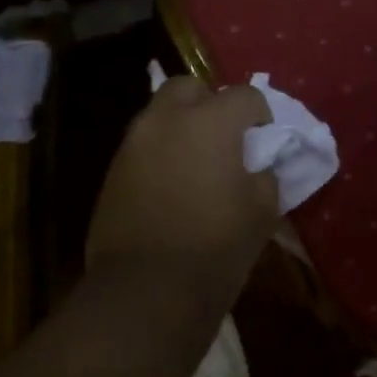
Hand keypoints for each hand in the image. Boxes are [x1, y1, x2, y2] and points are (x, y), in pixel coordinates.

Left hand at [86, 75, 279, 298]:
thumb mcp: (262, 211)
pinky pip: (142, 145)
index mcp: (210, 122)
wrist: (146, 290)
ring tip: (195, 163)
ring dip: (180, 127)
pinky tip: (170, 186)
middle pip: (189, 87)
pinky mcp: (112, 170)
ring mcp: (133, 143)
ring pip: (160, 114)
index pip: (244, 95)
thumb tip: (256, 166)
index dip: (260, 114)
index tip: (264, 139)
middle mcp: (166, 119)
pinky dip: (159, 153)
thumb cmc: (215, 247)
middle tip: (223, 137)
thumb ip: (264, 175)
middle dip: (209, 103)